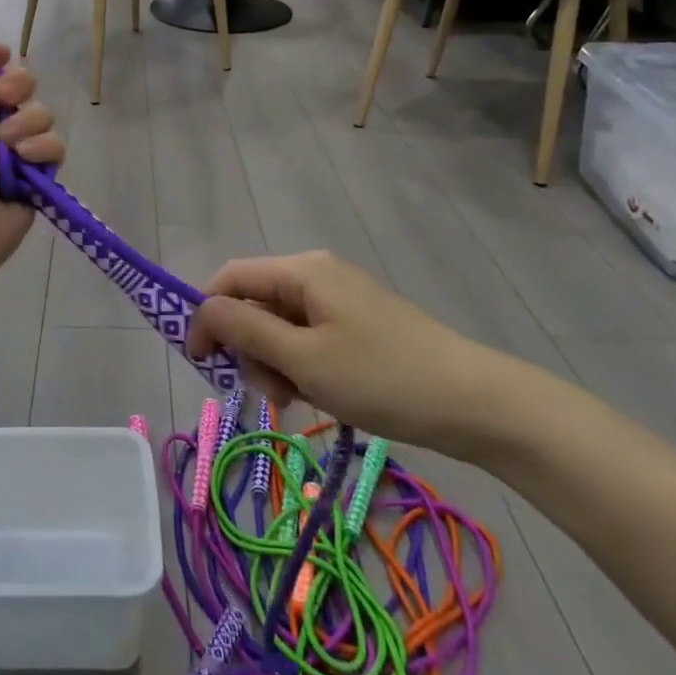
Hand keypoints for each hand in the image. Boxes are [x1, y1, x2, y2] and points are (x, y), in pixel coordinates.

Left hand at [0, 35, 63, 293]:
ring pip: (40, 114)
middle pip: (19, 83)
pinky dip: (41, 153)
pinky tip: (27, 166)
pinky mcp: (32, 172)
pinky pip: (52, 146)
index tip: (0, 59)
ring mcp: (10, 147)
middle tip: (3, 102)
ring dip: (27, 127)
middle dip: (18, 90)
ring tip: (10, 149)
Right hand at [186, 251, 519, 457]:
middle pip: (254, 302)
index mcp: (302, 271)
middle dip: (248, 347)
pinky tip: (316, 395)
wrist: (473, 403)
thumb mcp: (304, 360)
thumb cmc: (382, 378)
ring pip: (279, 325)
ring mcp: (339, 299)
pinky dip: (300, 365)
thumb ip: (246, 331)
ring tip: (298, 399)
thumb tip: (201, 311)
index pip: (230, 278)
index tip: (202, 363)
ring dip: (274, 363)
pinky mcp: (356, 324)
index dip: (206, 315)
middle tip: (270, 393)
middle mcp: (317, 274)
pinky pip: (307, 337)